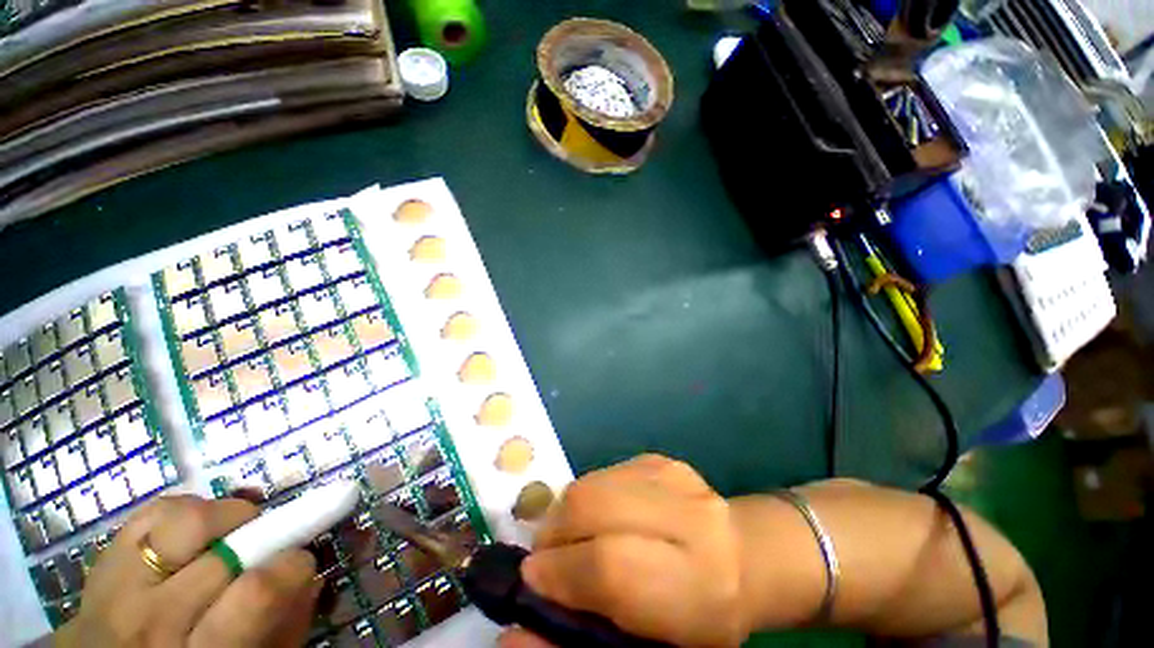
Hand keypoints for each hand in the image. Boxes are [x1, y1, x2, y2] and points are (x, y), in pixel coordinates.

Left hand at [54, 495, 319, 646]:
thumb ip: (285, 625)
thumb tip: (307, 574)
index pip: (256, 592)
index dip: (292, 564)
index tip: (301, 559)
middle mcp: (152, 620)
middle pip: (224, 551)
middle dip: (264, 533)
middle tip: (270, 543)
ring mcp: (119, 586)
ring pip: (184, 518)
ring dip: (224, 515)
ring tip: (231, 531)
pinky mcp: (103, 559)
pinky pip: (152, 512)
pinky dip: (186, 509)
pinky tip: (193, 532)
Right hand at [500, 455, 747, 647]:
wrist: (742, 554)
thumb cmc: (697, 613)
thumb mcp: (646, 644)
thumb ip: (579, 635)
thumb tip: (512, 634)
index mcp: (696, 582)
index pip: (609, 566)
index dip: (560, 572)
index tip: (532, 582)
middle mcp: (685, 514)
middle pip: (590, 506)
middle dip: (555, 533)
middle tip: (549, 558)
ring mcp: (670, 474)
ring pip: (589, 484)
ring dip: (566, 513)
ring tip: (573, 537)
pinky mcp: (658, 458)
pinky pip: (601, 473)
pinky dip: (586, 497)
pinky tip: (600, 516)